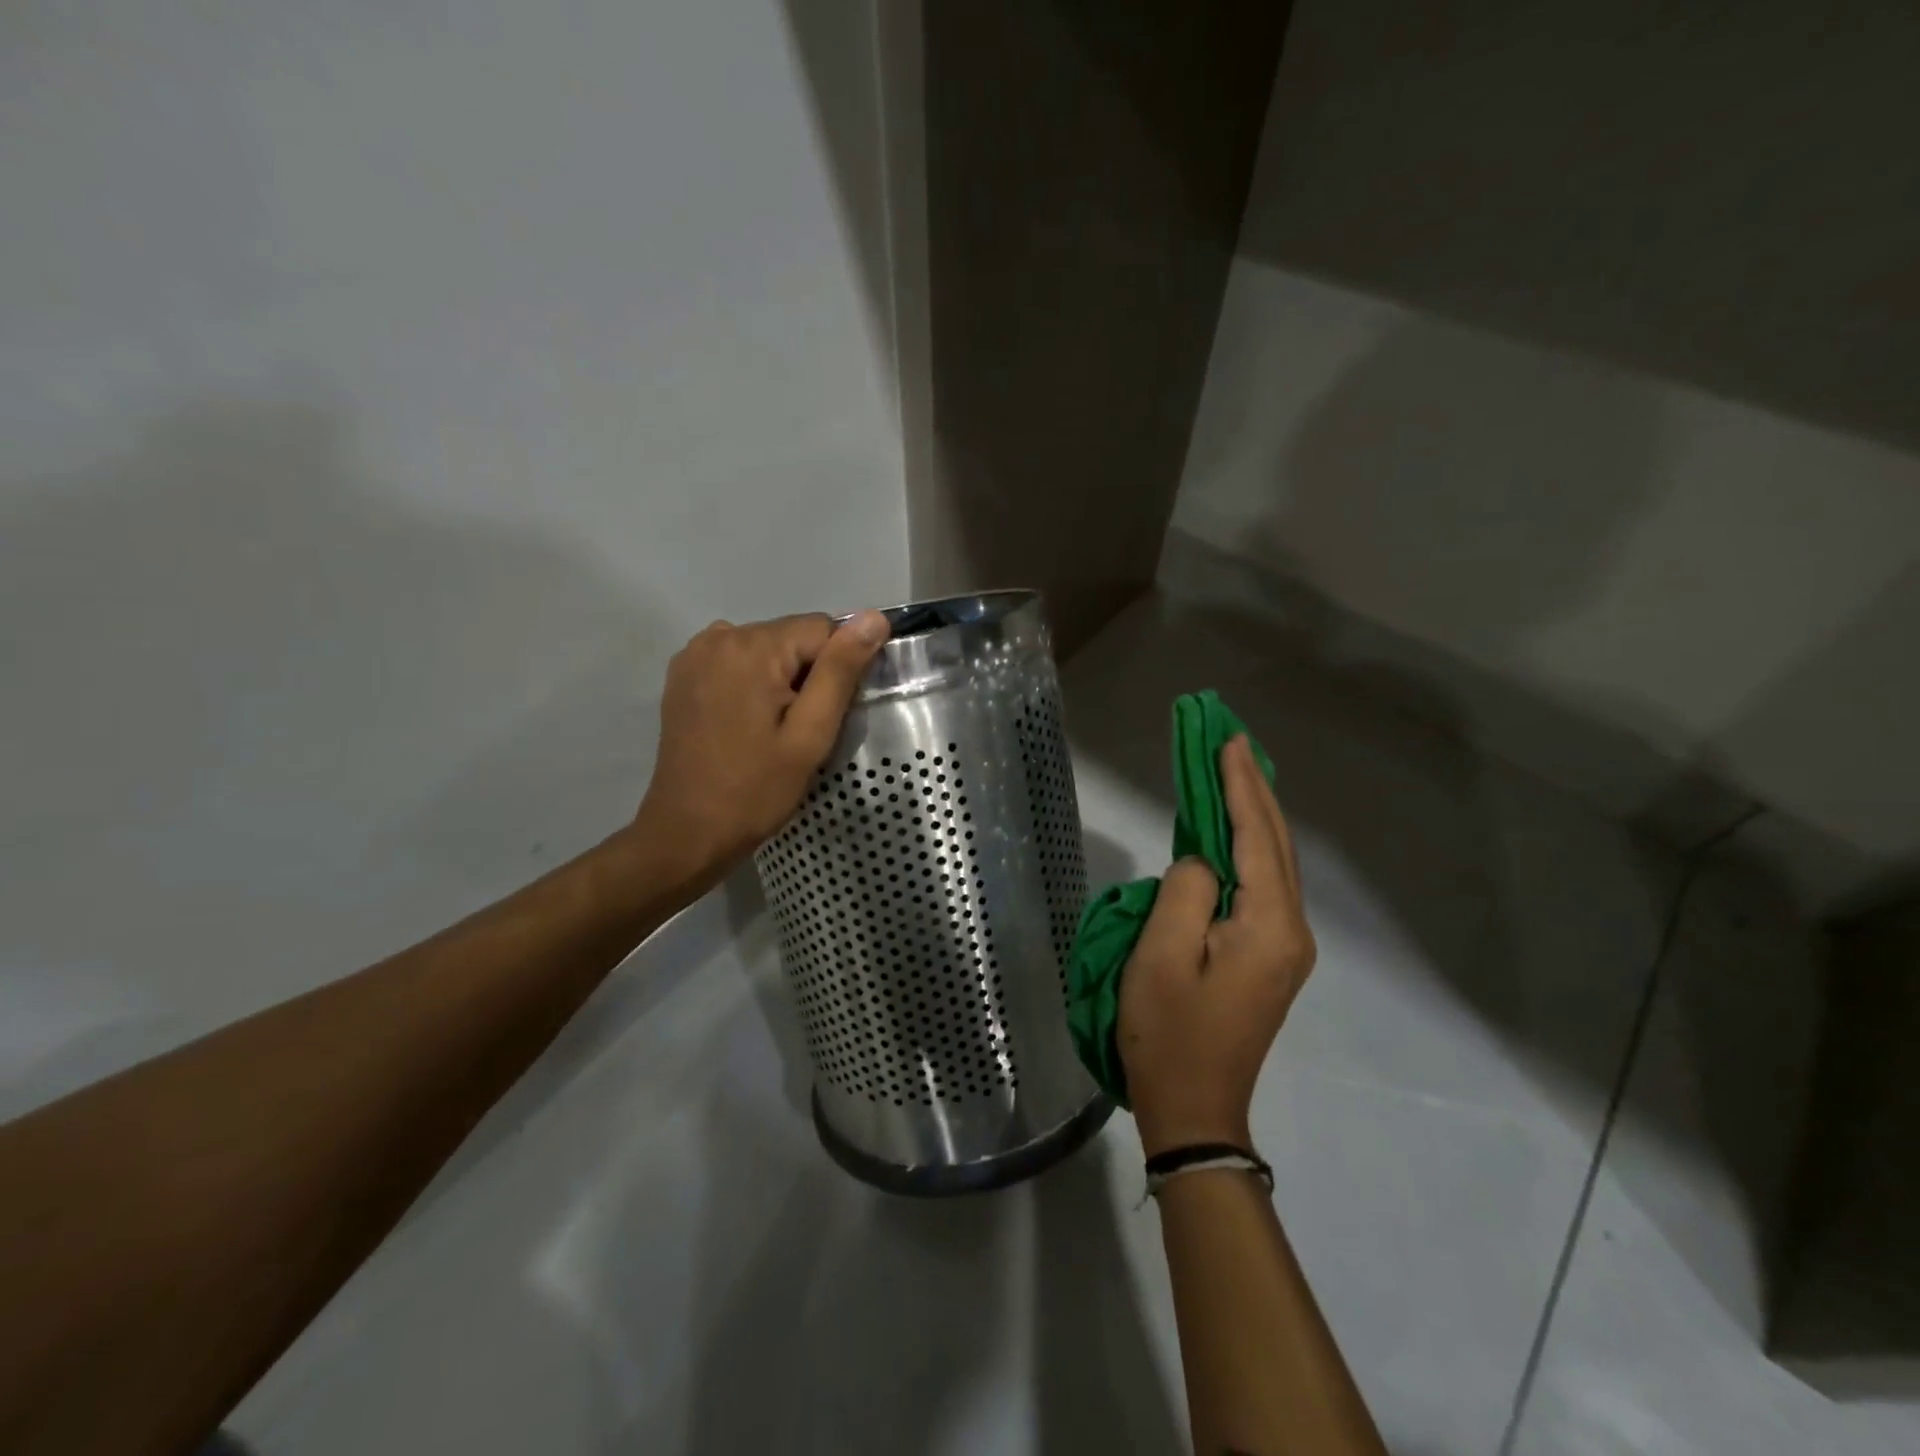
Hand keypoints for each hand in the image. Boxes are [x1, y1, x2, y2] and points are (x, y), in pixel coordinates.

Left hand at [633, 610, 890, 886]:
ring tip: (772, 729)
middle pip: (792, 636)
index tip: (824, 716)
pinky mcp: (683, 674)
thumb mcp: (810, 735)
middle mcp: (719, 636)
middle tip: (799, 730)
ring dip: (781, 679)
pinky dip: (752, 682)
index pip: (823, 629)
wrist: (687, 833)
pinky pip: (737, 661)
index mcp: (752, 647)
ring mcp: (695, 654)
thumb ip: (841, 671)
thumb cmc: (756, 790)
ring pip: (767, 649)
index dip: (836, 671)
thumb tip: (875, 617)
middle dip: (807, 675)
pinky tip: (746, 722)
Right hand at [1120, 735, 1315, 1156]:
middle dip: (1253, 791)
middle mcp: (1290, 930)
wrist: (1195, 1109)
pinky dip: (1249, 848)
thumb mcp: (1163, 956)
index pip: (1256, 837)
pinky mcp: (1269, 958)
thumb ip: (1186, 891)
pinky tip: (1235, 832)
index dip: (1240, 786)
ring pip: (1272, 863)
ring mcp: (1284, 947)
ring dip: (1253, 816)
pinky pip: (1262, 886)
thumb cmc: (1170, 1033)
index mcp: (1269, 926)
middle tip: (1231, 744)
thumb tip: (1202, 864)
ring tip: (1234, 773)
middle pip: (1275, 844)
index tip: (1227, 741)